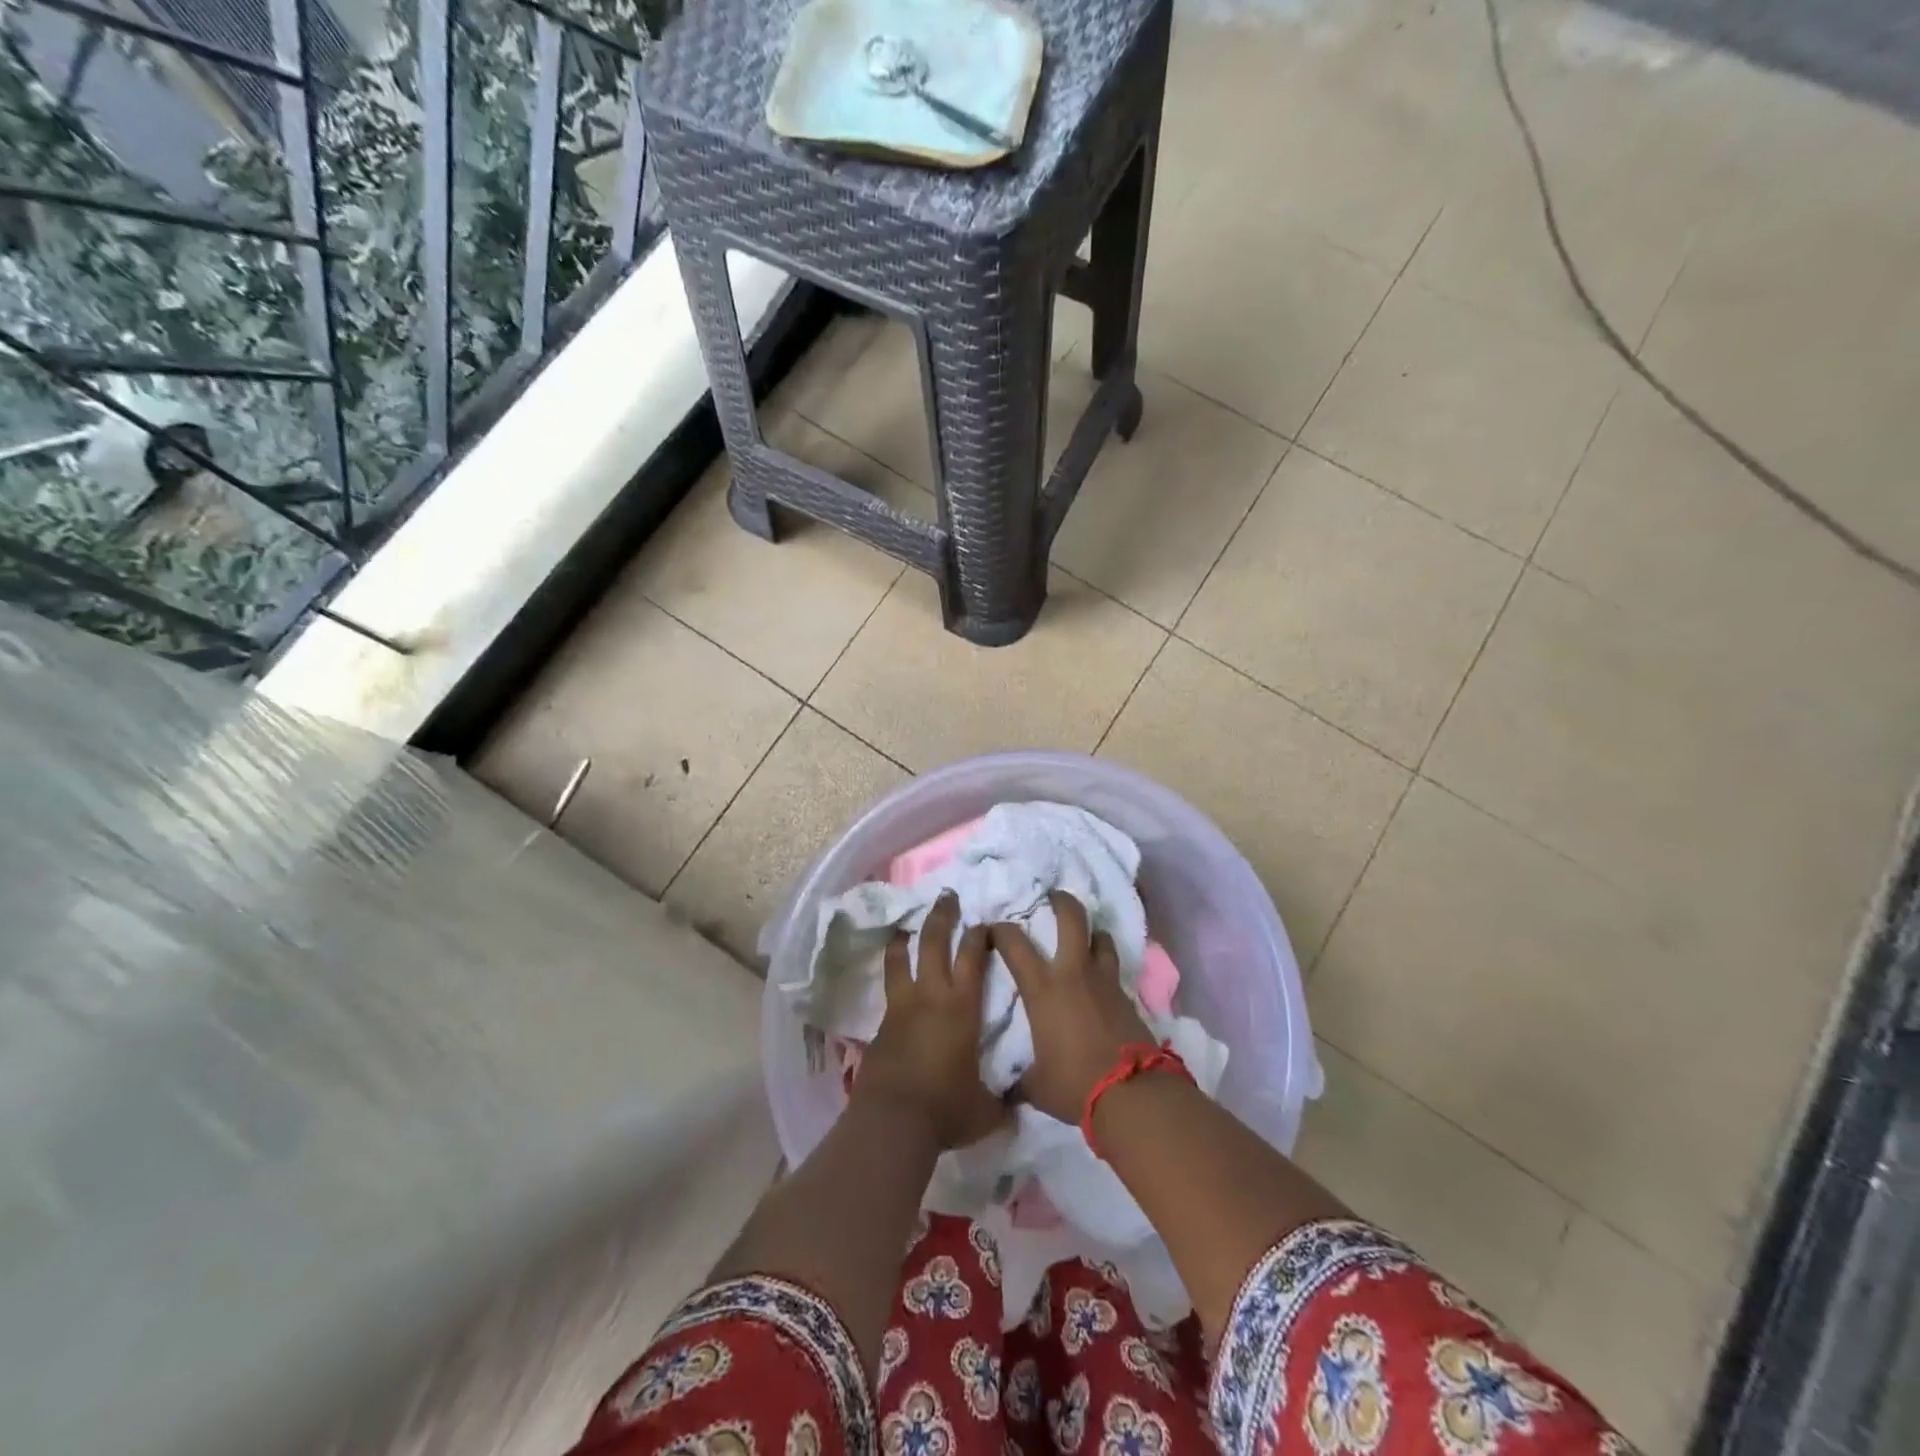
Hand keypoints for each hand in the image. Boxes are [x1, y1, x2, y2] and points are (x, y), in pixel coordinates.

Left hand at [857, 892, 1010, 1149]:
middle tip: (947, 896)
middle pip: (934, 943)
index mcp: (962, 1007)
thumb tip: (1017, 1107)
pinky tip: (894, 980)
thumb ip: (1001, 1103)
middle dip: (942, 916)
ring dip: (905, 938)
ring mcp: (901, 1007)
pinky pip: (888, 990)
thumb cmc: (946, 1109)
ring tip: (905, 926)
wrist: (893, 1121)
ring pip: (901, 960)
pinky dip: (892, 977)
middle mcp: (931, 996)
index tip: (985, 921)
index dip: (980, 935)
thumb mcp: (985, 1110)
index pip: (973, 957)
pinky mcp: (881, 1025)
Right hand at [990, 892, 1154, 1123]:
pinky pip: (1114, 970)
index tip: (993, 930)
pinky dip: (1105, 967)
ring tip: (1084, 937)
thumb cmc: (1074, 1084)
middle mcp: (1073, 973)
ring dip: (1092, 933)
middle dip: (1061, 901)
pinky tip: (1101, 980)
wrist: (1131, 1093)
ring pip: (1101, 938)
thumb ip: (1020, 1079)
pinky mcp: (1128, 997)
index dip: (1001, 931)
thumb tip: (1007, 1091)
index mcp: (1043, 988)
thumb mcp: (1036, 1085)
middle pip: (1071, 918)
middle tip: (1052, 897)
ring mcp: (1105, 982)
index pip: (1014, 944)